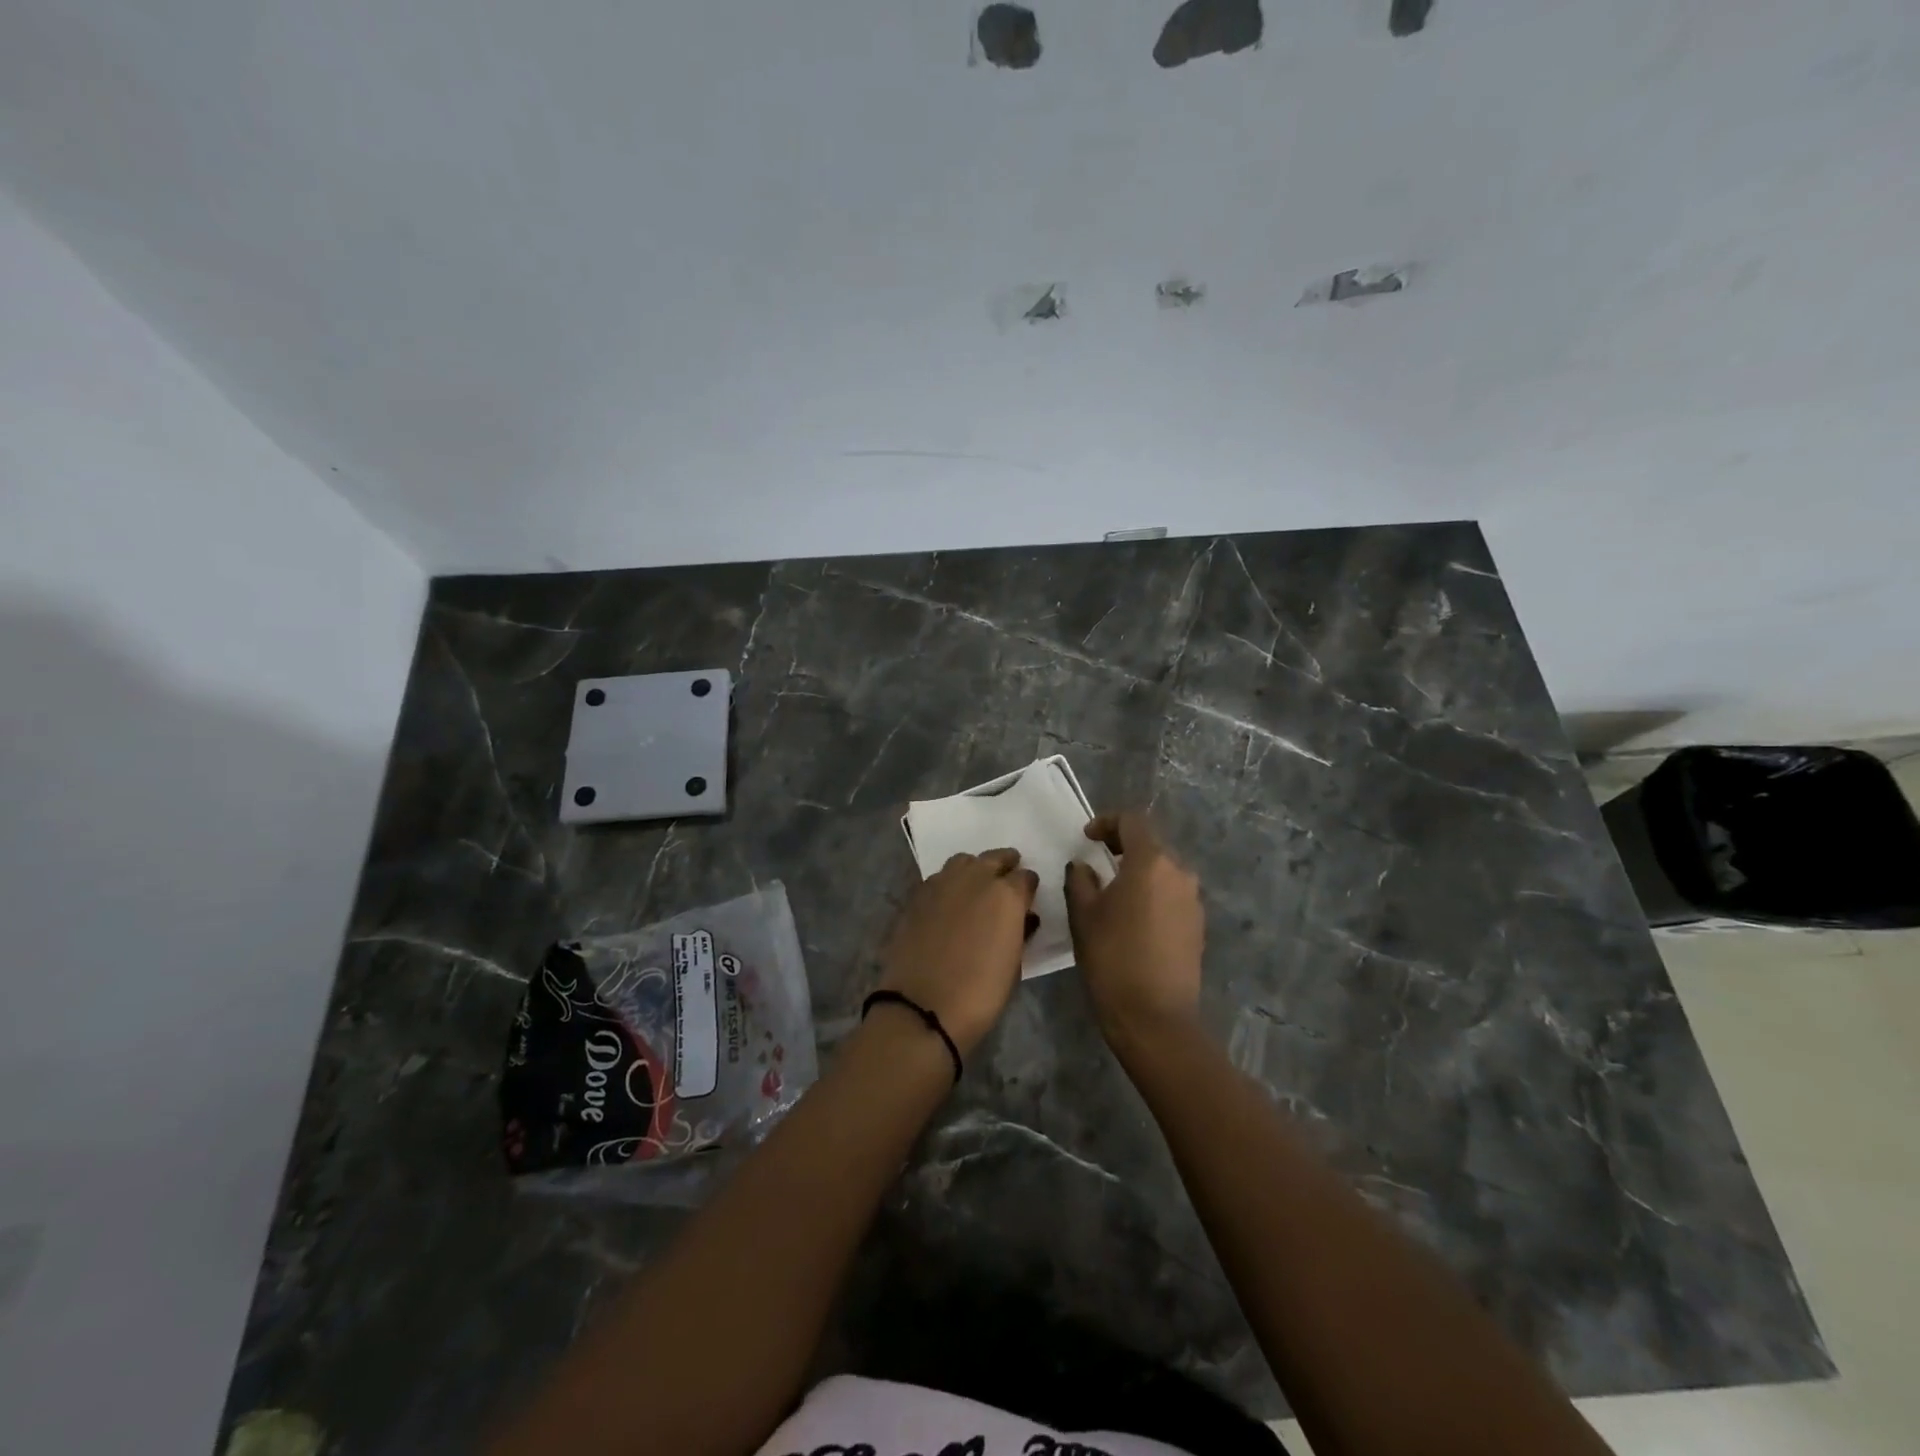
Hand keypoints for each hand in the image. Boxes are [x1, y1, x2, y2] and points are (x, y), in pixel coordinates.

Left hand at [879, 849, 1039, 1055]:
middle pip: (994, 858)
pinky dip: (948, 884)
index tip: (1029, 897)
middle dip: (1004, 865)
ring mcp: (942, 884)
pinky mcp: (917, 896)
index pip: (1025, 877)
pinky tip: (949, 902)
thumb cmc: (980, 993)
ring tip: (977, 885)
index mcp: (1006, 895)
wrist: (924, 1007)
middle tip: (1007, 878)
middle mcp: (974, 879)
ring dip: (974, 869)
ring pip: (963, 862)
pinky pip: (939, 878)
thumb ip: (1019, 930)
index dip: (1028, 887)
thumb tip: (1022, 917)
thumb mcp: (1014, 963)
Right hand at [1064, 813, 1204, 1050]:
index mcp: (1151, 862)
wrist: (1155, 1017)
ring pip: (1163, 870)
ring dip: (1139, 871)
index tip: (1087, 838)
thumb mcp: (1083, 914)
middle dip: (1123, 846)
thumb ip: (1080, 879)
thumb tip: (1084, 865)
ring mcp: (1193, 900)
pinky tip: (1134, 917)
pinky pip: (1172, 895)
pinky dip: (1152, 893)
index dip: (1107, 822)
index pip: (1132, 821)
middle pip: (1151, 844)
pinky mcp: (1197, 925)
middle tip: (1097, 859)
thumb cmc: (1112, 957)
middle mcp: (1179, 873)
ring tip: (1113, 890)